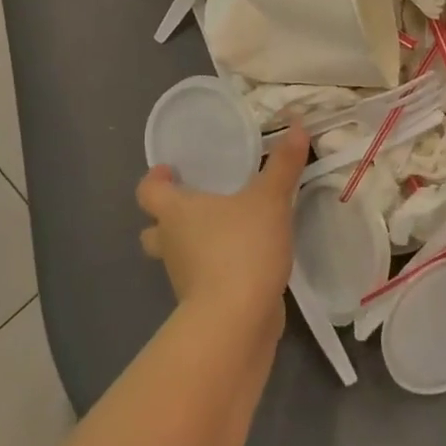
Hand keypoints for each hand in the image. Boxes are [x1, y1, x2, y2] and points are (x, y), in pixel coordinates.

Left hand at [136, 128, 309, 328]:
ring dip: (195, 245)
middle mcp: (171, 244)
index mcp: (175, 213)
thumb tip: (297, 126)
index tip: (169, 171)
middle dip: (168, 218)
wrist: (236, 319)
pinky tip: (245, 263)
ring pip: (179, 256)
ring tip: (228, 232)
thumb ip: (283, 165)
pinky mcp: (202, 304)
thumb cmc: (242, 248)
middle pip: (154, 229)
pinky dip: (216, 271)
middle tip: (196, 205)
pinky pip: (203, 280)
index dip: (155, 180)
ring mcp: (184, 278)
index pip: (148, 192)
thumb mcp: (270, 200)